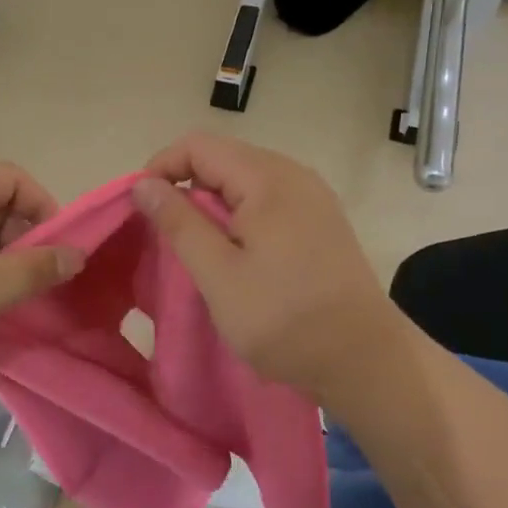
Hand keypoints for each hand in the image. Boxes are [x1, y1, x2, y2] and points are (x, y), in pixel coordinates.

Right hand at [133, 132, 401, 399]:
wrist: (367, 361)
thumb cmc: (285, 319)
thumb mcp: (218, 274)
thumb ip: (178, 222)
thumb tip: (143, 183)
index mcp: (267, 178)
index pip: (198, 145)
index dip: (161, 168)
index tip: (141, 207)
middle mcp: (292, 174)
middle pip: (222, 157)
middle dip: (184, 184)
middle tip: (165, 231)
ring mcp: (312, 196)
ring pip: (244, 179)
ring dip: (211, 202)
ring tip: (196, 244)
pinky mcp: (320, 219)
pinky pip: (266, 198)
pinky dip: (239, 214)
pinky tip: (235, 251)